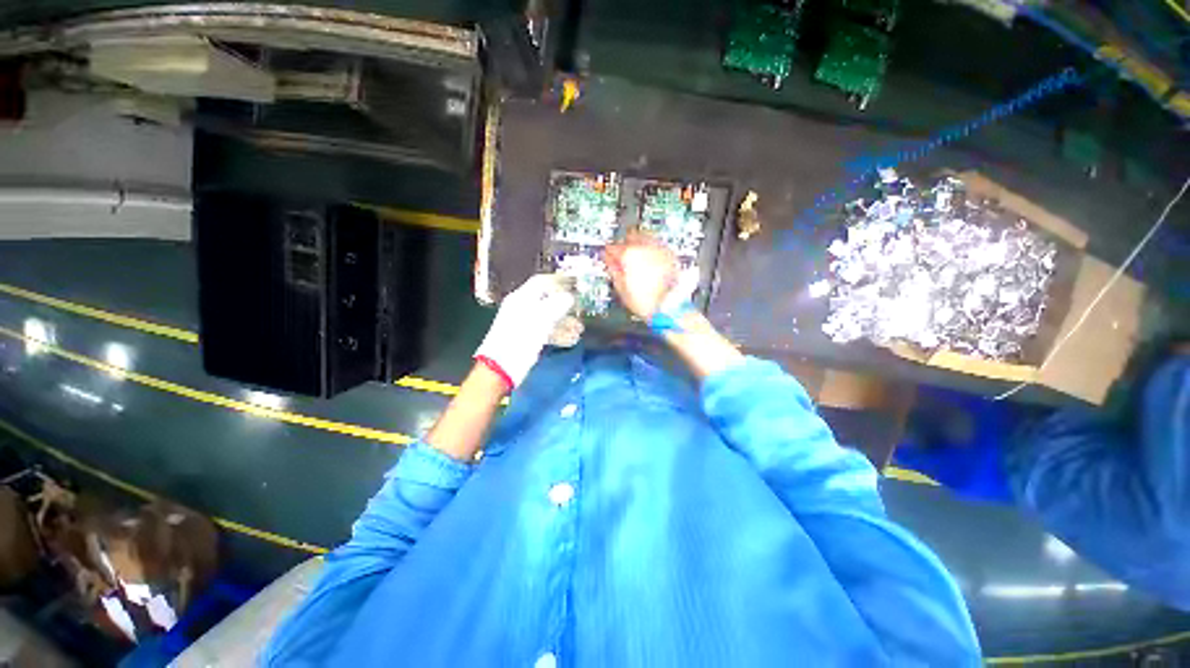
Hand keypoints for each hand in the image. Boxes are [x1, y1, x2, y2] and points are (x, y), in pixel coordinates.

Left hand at [475, 273, 575, 388]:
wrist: (502, 367)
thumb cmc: (520, 339)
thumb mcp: (541, 319)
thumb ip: (557, 305)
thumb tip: (570, 297)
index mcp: (522, 298)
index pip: (542, 282)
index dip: (559, 281)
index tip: (576, 284)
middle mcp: (523, 307)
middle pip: (548, 300)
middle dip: (566, 305)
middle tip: (581, 309)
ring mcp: (525, 324)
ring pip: (549, 317)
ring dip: (565, 322)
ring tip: (580, 330)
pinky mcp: (527, 338)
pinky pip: (546, 331)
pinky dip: (559, 334)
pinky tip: (572, 340)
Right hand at [604, 230, 678, 319]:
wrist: (670, 306)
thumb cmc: (647, 301)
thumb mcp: (622, 289)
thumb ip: (613, 270)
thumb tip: (610, 262)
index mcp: (629, 254)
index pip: (613, 247)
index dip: (608, 253)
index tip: (608, 257)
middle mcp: (645, 246)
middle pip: (630, 236)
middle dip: (625, 244)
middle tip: (622, 256)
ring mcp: (659, 249)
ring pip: (645, 237)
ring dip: (639, 244)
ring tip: (637, 258)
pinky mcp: (671, 254)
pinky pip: (657, 245)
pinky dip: (651, 250)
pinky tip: (650, 261)